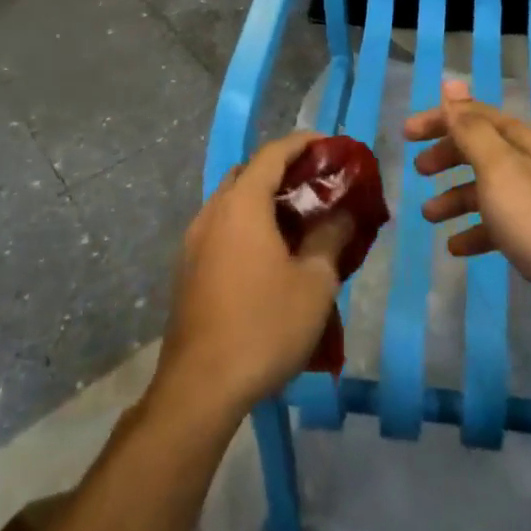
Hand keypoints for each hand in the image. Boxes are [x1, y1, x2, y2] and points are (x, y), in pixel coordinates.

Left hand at [152, 131, 353, 420]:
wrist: (200, 388)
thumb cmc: (264, 326)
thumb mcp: (315, 283)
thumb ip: (331, 238)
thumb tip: (342, 214)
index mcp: (242, 204)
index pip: (272, 153)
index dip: (302, 143)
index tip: (329, 146)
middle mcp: (213, 212)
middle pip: (248, 172)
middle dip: (282, 169)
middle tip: (315, 184)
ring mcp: (194, 241)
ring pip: (231, 201)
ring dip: (262, 198)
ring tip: (297, 218)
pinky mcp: (188, 269)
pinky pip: (221, 228)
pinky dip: (247, 223)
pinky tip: (269, 253)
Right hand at [405, 80, 530, 346]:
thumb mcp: (500, 171)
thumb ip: (472, 129)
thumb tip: (452, 83)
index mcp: (523, 143)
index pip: (475, 116)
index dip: (441, 119)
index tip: (406, 134)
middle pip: (482, 149)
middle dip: (448, 155)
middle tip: (418, 171)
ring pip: (489, 188)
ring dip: (457, 197)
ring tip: (430, 216)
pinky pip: (501, 224)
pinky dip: (477, 231)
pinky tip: (458, 248)